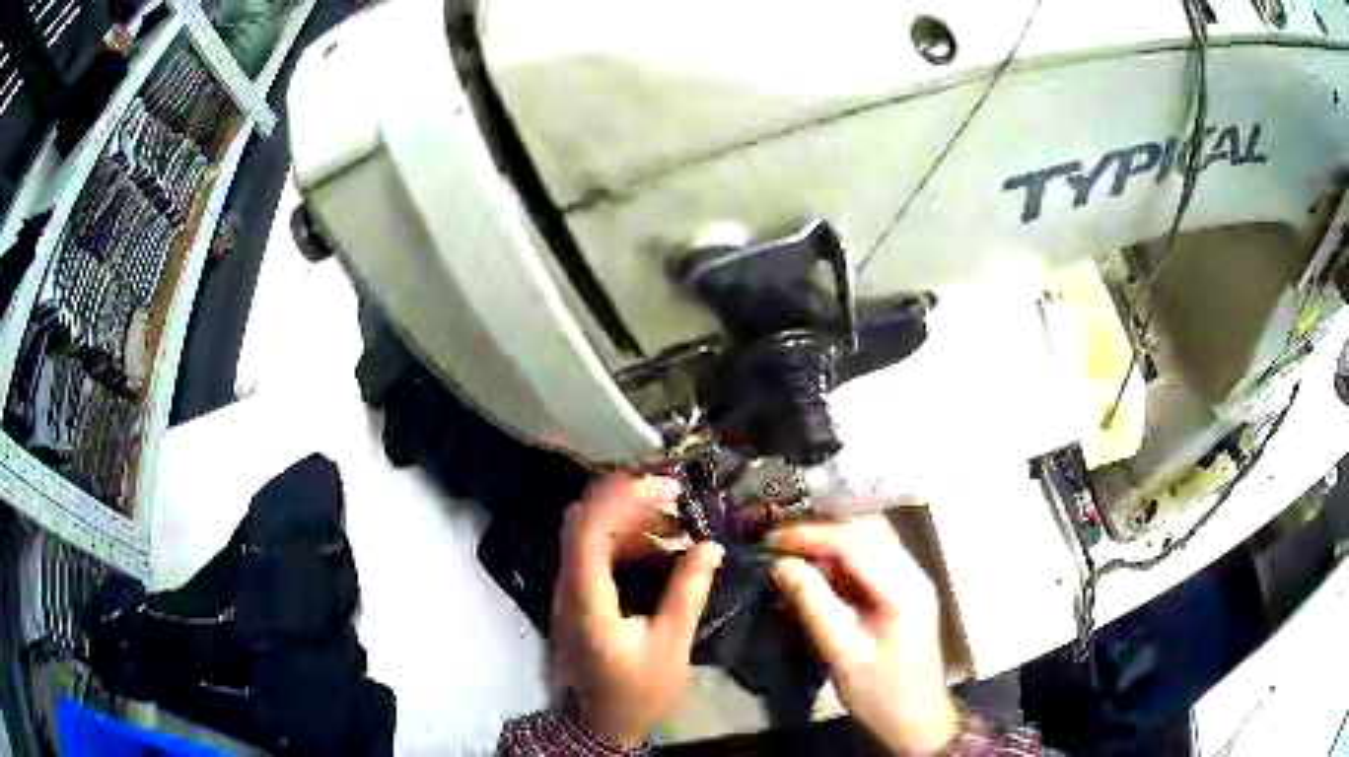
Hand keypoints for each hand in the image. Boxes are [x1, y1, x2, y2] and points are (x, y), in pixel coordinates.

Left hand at [552, 475, 724, 746]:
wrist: (605, 722)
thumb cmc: (638, 689)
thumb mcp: (671, 644)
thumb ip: (687, 591)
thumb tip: (709, 546)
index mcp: (587, 598)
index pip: (588, 529)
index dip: (622, 498)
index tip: (666, 488)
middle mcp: (569, 586)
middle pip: (583, 521)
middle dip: (627, 501)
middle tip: (673, 498)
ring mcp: (569, 590)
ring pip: (588, 533)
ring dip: (628, 519)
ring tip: (674, 521)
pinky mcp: (578, 597)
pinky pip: (595, 552)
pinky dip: (624, 539)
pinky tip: (659, 547)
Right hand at [768, 518, 957, 754]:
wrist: (917, 721)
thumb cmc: (881, 694)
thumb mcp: (842, 653)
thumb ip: (813, 604)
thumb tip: (780, 566)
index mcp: (904, 589)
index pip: (856, 542)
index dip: (811, 536)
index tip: (771, 542)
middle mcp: (913, 574)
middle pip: (867, 531)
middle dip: (821, 533)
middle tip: (779, 546)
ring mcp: (912, 581)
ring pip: (870, 541)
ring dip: (830, 544)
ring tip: (792, 557)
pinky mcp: (905, 592)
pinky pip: (871, 561)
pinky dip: (841, 561)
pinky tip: (816, 576)